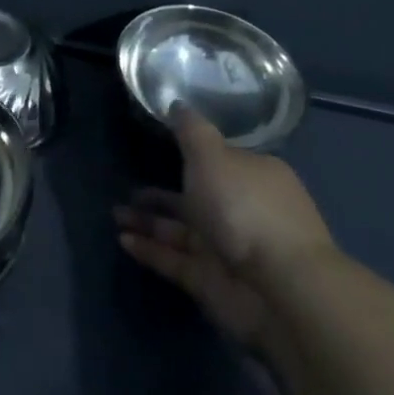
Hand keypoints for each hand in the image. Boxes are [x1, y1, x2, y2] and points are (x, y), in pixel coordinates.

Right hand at [115, 106, 337, 352]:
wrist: (279, 290)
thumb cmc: (245, 208)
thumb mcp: (212, 155)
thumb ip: (191, 131)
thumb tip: (177, 104)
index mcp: (251, 176)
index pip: (218, 160)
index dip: (190, 154)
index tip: (159, 147)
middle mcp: (242, 210)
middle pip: (196, 197)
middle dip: (161, 193)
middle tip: (127, 187)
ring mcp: (228, 250)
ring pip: (181, 230)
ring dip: (148, 221)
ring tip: (114, 213)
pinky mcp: (212, 283)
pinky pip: (175, 260)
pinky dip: (150, 250)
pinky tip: (122, 239)